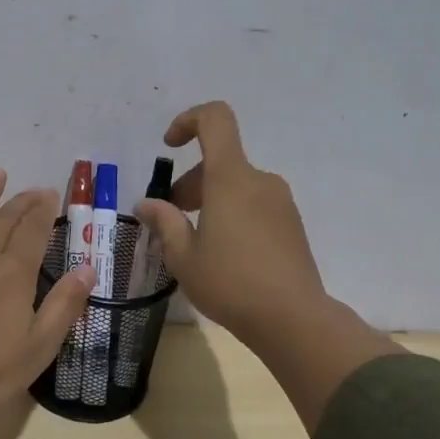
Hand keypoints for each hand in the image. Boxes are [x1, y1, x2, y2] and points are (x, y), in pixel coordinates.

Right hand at [135, 101, 400, 429]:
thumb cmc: (230, 283)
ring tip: (195, 242)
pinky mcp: (292, 224)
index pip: (215, 119)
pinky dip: (232, 214)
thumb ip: (164, 222)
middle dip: (190, 182)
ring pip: (237, 185)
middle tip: (172, 218)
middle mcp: (260, 180)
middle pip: (220, 161)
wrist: (292, 318)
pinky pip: (254, 204)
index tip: (169, 147)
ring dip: (211, 201)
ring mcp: (281, 202)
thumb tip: (146, 204)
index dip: (188, 121)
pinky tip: (223, 254)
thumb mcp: (183, 256)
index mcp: (231, 178)